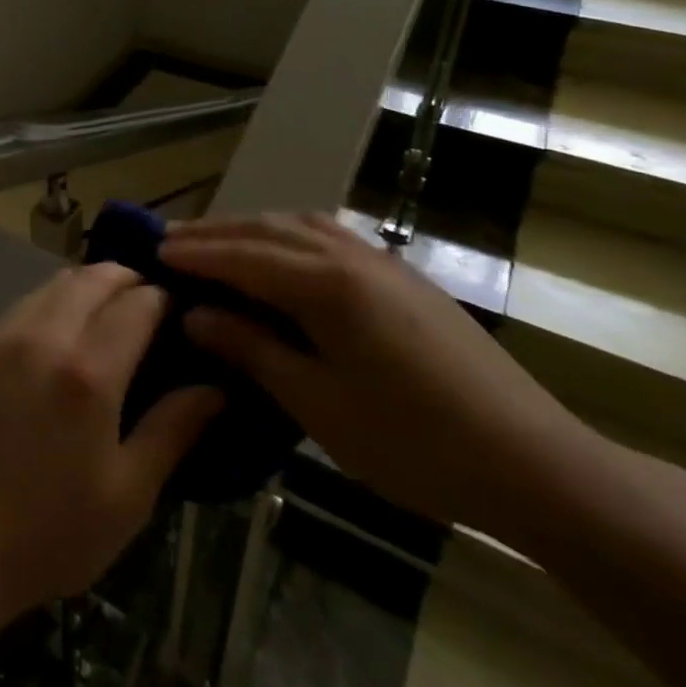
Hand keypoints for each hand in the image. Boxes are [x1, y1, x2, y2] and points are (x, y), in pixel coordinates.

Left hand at [0, 263, 222, 626]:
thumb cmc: (49, 533)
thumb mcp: (127, 494)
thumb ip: (173, 430)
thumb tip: (215, 387)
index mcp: (88, 371)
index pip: (137, 304)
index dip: (164, 299)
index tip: (179, 310)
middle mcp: (43, 337)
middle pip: (91, 278)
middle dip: (126, 278)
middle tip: (147, 302)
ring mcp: (1, 338)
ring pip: (52, 284)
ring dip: (86, 285)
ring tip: (106, 311)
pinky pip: (22, 306)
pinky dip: (51, 302)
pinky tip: (59, 333)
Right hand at [162, 213, 598, 540]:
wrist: (534, 462)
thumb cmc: (414, 442)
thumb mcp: (318, 403)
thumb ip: (251, 349)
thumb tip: (196, 315)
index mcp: (326, 284)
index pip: (242, 255)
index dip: (194, 253)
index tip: (151, 251)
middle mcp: (351, 256)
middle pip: (267, 229)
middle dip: (215, 232)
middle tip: (170, 241)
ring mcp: (383, 263)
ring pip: (301, 224)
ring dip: (252, 228)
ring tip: (217, 241)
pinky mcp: (404, 278)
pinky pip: (331, 236)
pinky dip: (290, 235)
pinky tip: (283, 254)